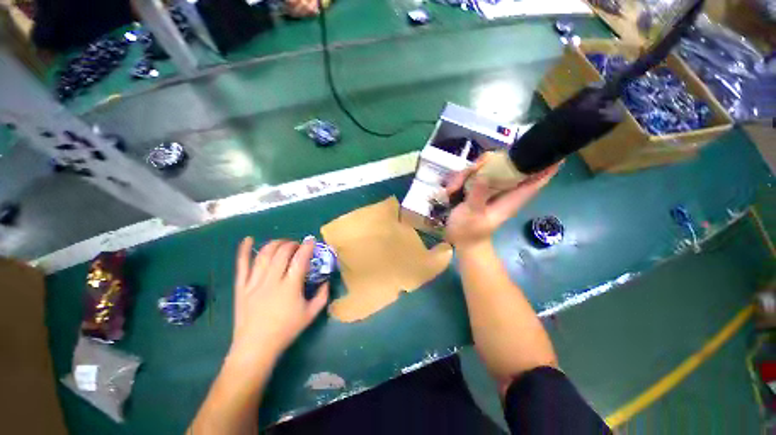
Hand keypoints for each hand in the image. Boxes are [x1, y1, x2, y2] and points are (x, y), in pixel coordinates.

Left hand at [228, 236, 328, 363]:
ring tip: (282, 243)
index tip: (311, 240)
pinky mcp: (241, 287)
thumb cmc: (285, 331)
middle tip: (298, 245)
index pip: (300, 259)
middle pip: (282, 253)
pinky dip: (244, 251)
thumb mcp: (311, 314)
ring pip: (264, 255)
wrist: (255, 348)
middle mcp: (272, 281)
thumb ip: (322, 296)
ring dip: (275, 244)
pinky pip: (241, 266)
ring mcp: (254, 283)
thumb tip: (327, 282)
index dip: (307, 247)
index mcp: (290, 287)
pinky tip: (248, 239)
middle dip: (292, 244)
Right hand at [444, 162, 560, 249]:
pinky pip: (472, 176)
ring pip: (484, 168)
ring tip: (453, 190)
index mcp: (511, 199)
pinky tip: (450, 191)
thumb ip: (478, 195)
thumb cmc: (469, 232)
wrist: (461, 241)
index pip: (536, 181)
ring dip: (467, 174)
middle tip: (471, 170)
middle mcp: (503, 191)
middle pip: (506, 166)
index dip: (548, 165)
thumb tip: (484, 174)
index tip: (552, 148)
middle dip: (489, 162)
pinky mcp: (477, 189)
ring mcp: (489, 189)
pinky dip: (460, 179)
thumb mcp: (472, 214)